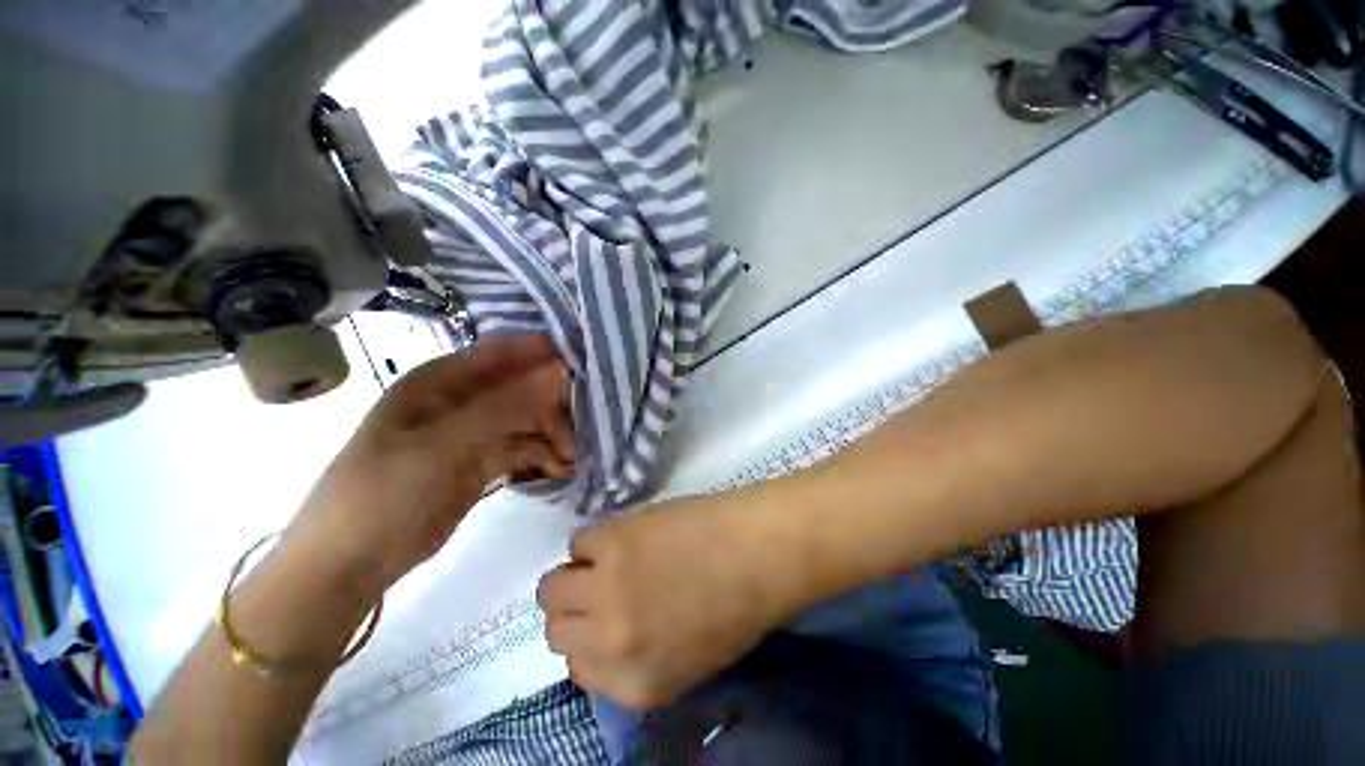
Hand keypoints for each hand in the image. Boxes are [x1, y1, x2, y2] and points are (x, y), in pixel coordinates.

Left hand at [291, 336, 575, 594]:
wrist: (353, 561)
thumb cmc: (387, 490)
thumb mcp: (446, 443)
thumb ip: (507, 405)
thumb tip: (560, 371)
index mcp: (442, 380)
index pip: (504, 353)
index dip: (544, 354)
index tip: (584, 368)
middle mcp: (461, 399)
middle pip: (522, 387)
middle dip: (553, 406)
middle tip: (577, 430)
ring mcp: (473, 431)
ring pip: (527, 419)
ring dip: (552, 435)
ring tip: (570, 459)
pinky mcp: (482, 460)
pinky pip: (523, 448)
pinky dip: (542, 456)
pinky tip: (559, 470)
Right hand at [537, 490, 797, 709]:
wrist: (759, 551)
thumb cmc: (740, 604)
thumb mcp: (691, 659)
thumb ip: (640, 660)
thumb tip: (604, 637)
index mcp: (636, 685)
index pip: (578, 670)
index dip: (588, 640)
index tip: (601, 619)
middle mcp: (611, 644)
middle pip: (557, 629)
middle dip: (575, 609)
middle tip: (599, 586)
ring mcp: (606, 590)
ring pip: (551, 587)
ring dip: (575, 573)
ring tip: (607, 559)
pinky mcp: (612, 542)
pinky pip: (578, 541)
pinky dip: (594, 540)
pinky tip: (623, 536)